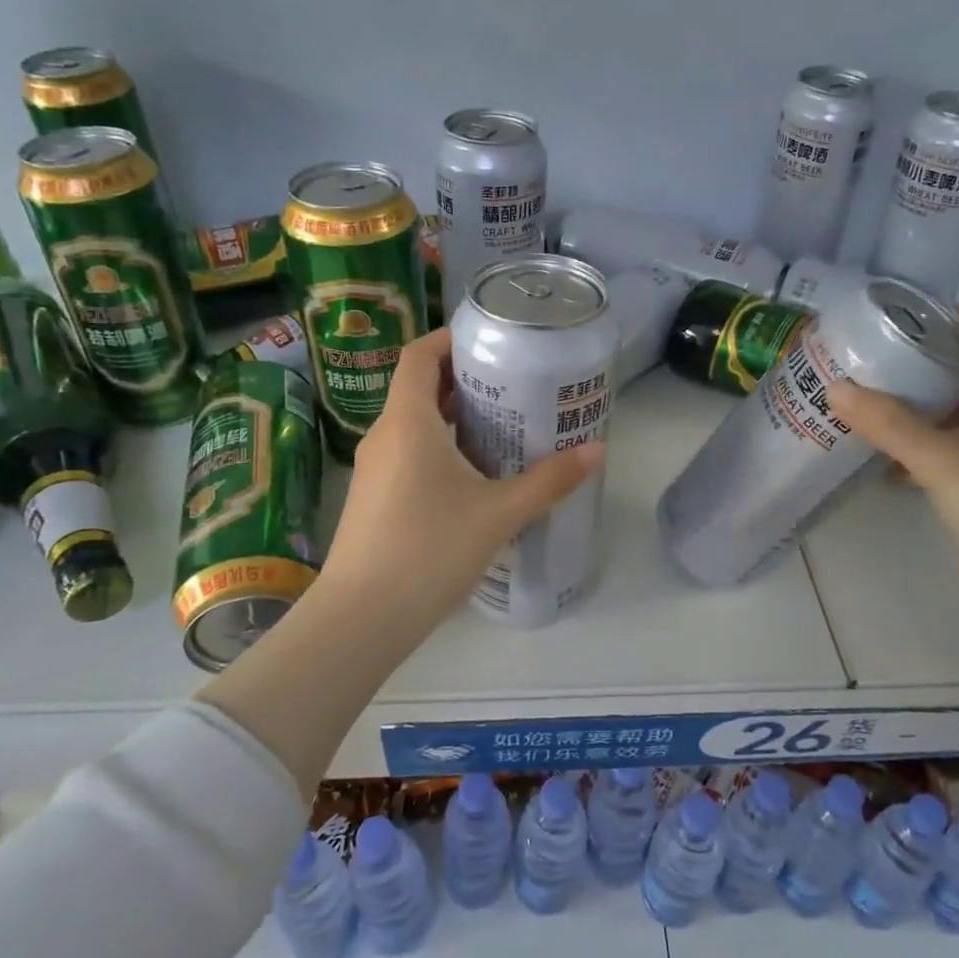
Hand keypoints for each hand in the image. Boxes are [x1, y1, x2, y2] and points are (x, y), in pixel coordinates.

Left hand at [316, 328, 603, 642]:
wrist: (361, 617)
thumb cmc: (429, 550)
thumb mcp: (498, 514)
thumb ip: (549, 481)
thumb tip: (597, 451)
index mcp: (408, 421)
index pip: (419, 355)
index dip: (450, 339)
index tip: (490, 342)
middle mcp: (384, 435)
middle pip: (419, 387)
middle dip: (463, 380)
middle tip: (512, 385)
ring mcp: (373, 468)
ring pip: (413, 424)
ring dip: (452, 417)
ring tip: (501, 426)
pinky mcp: (373, 498)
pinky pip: (407, 453)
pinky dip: (438, 447)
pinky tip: (473, 475)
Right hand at [828, 307, 958, 631]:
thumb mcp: (945, 460)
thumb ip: (890, 424)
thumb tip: (836, 387)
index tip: (924, 316)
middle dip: (941, 361)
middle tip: (889, 354)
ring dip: (929, 406)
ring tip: (879, 397)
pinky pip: (956, 453)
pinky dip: (924, 447)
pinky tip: (886, 458)